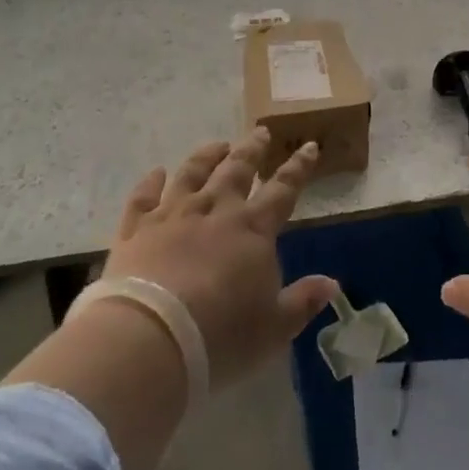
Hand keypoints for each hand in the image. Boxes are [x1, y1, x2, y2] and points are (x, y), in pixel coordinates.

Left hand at [101, 127, 336, 388]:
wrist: (151, 338)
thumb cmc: (221, 337)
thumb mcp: (273, 329)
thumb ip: (302, 302)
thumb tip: (332, 283)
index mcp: (253, 230)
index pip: (283, 190)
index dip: (298, 168)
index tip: (308, 146)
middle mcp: (215, 211)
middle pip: (237, 170)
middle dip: (252, 149)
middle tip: (260, 131)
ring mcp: (173, 215)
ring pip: (192, 174)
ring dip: (207, 156)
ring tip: (218, 145)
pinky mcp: (136, 229)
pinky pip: (144, 197)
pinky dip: (151, 182)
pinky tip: (156, 172)